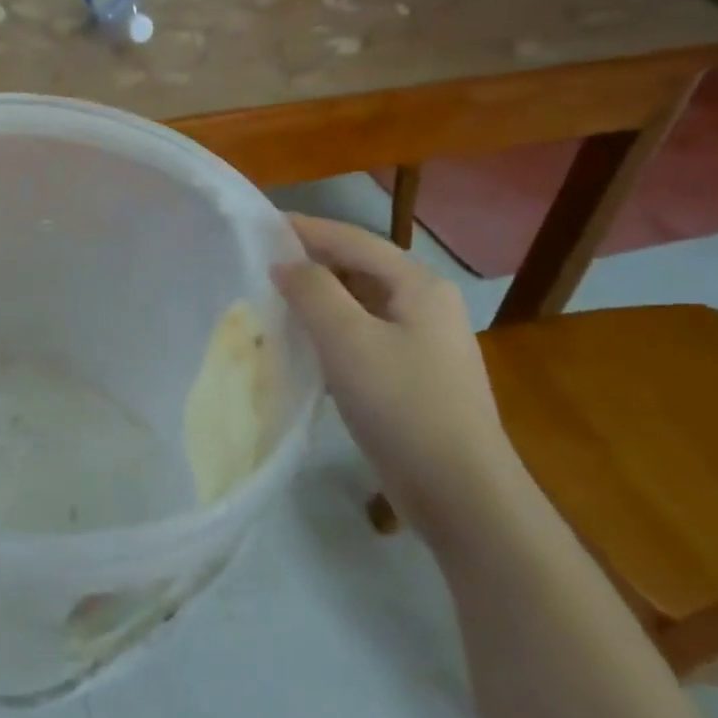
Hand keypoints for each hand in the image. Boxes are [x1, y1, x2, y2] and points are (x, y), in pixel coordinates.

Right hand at [273, 216, 514, 539]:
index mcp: (418, 285)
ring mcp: (421, 343)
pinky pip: (361, 338)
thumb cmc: (403, 404)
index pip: (353, 240)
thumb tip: (285, 264)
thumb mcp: (348, 339)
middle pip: (358, 269)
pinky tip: (300, 347)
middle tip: (257, 266)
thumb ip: (313, 290)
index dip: (305, 230)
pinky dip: (328, 334)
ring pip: (358, 305)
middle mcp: (425, 305)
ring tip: (270, 302)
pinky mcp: (411, 377)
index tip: (259, 226)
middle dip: (309, 265)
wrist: (459, 492)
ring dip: (316, 301)